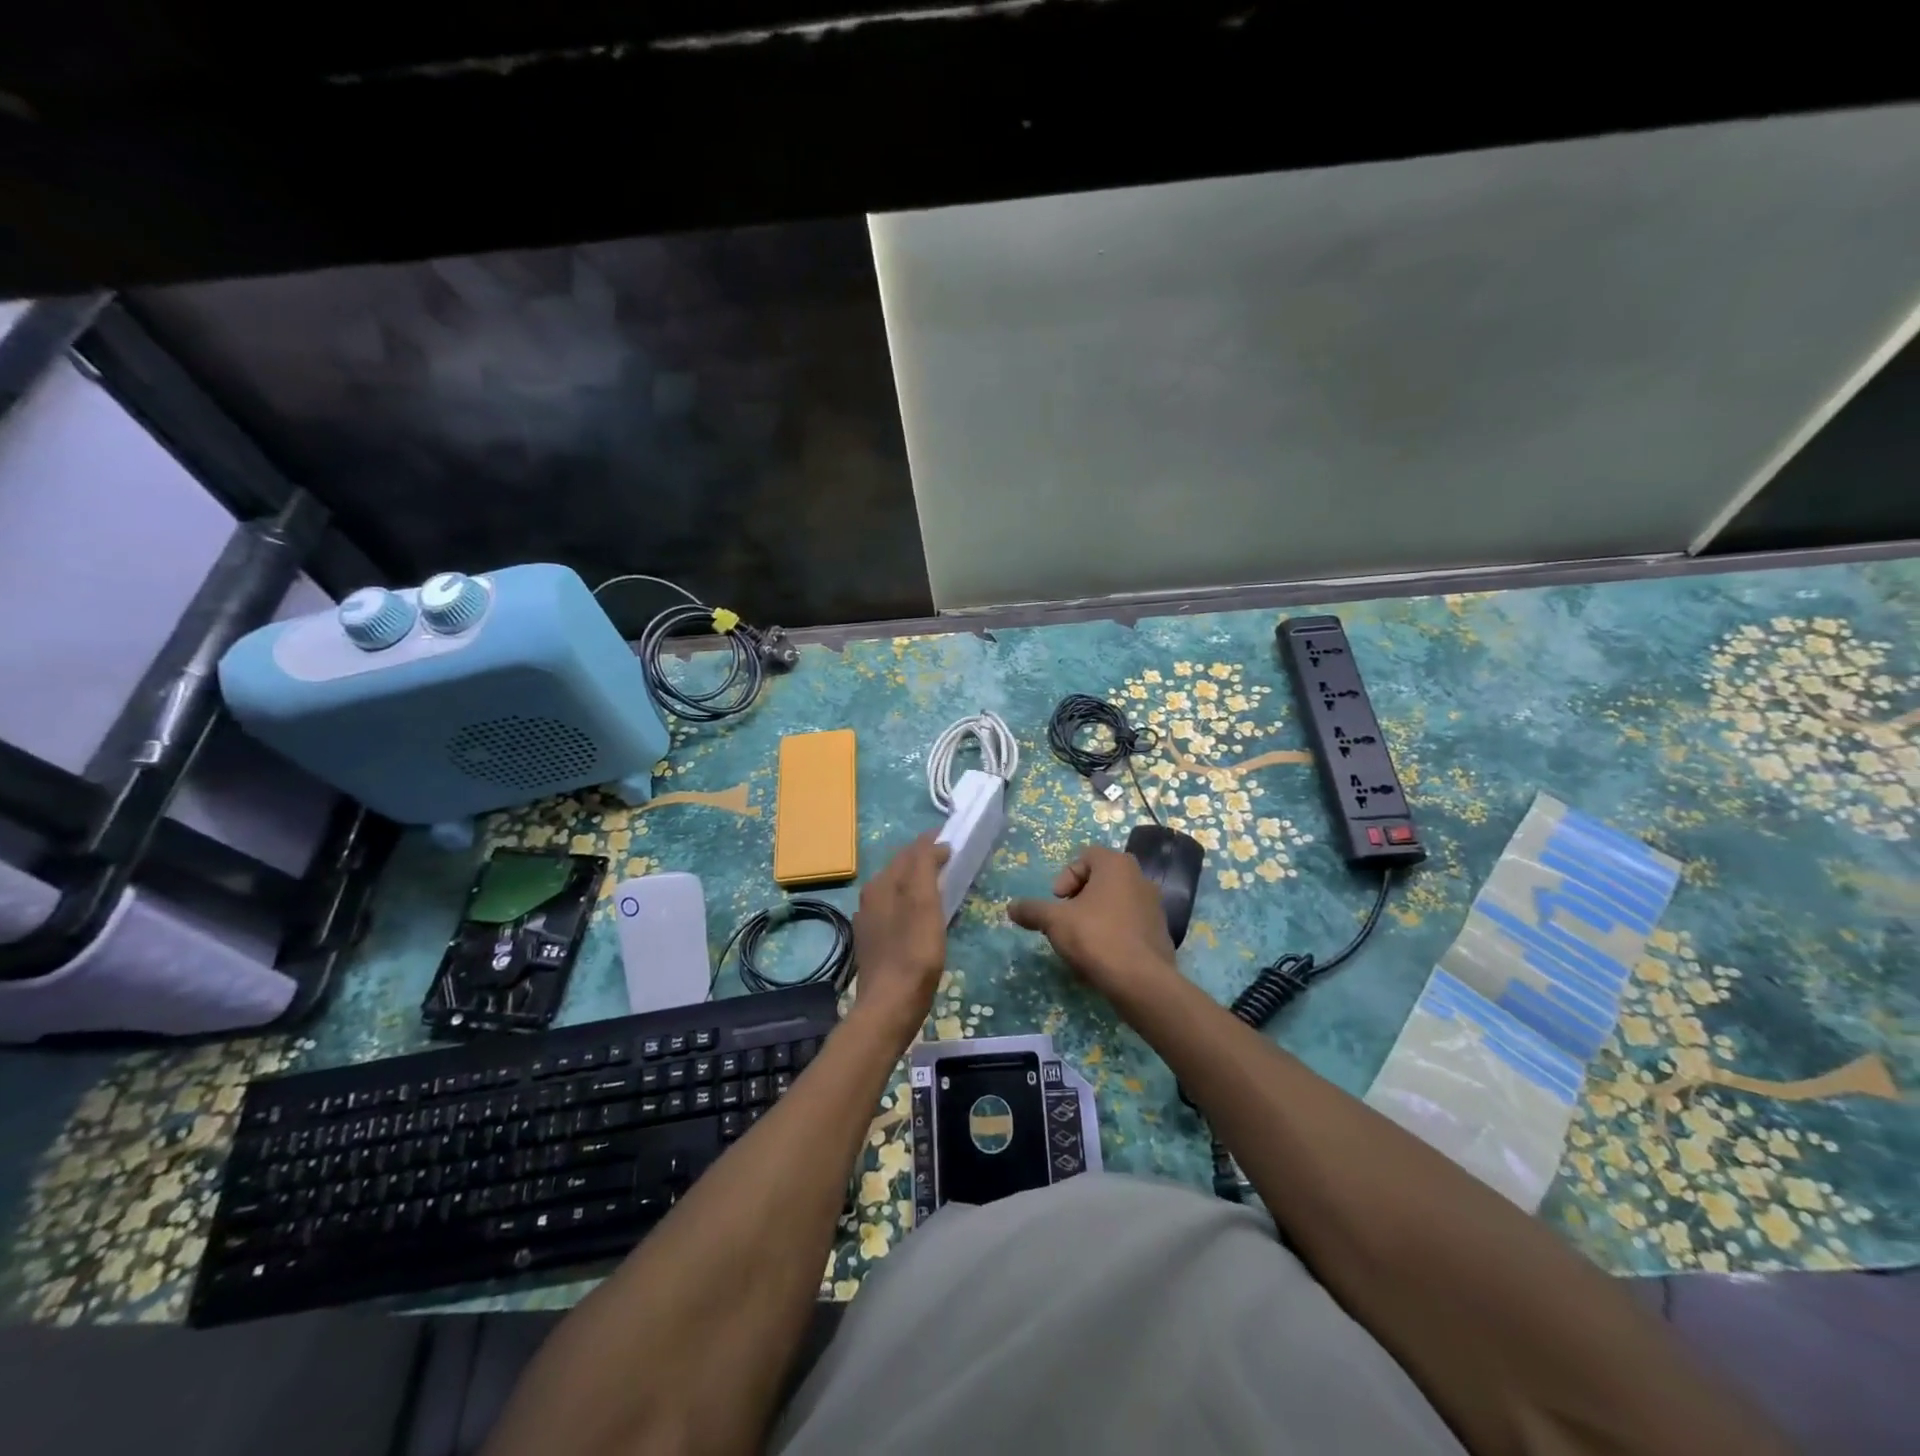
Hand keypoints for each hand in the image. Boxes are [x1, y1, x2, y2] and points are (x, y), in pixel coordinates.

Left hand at [851, 832, 950, 1043]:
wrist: (890, 1005)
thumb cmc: (914, 951)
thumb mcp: (924, 902)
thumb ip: (925, 866)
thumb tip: (934, 845)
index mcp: (881, 884)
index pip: (909, 851)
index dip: (930, 842)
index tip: (952, 839)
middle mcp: (870, 898)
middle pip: (899, 869)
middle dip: (922, 859)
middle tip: (948, 858)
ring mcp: (869, 922)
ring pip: (895, 890)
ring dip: (916, 881)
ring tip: (939, 883)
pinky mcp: (874, 944)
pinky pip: (894, 911)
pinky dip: (910, 903)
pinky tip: (921, 915)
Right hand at [1007, 845, 1180, 1005]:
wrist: (1141, 981)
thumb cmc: (1096, 937)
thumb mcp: (1054, 921)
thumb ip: (1032, 910)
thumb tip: (1011, 907)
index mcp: (1117, 865)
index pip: (1086, 856)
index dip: (1066, 877)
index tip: (1058, 901)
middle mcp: (1140, 878)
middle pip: (1101, 878)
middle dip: (1080, 896)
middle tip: (1067, 918)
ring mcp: (1154, 905)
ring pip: (1116, 902)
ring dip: (1096, 915)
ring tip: (1082, 940)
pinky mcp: (1160, 932)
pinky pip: (1130, 923)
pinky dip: (1114, 932)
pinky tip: (1102, 955)